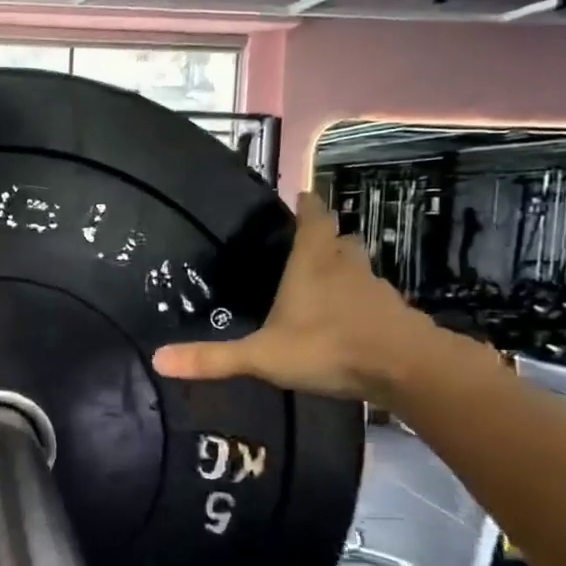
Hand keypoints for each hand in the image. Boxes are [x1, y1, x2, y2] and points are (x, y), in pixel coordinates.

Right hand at [153, 192, 462, 403]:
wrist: (407, 369)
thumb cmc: (329, 348)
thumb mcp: (262, 357)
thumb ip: (213, 358)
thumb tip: (158, 360)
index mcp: (312, 263)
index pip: (313, 219)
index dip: (307, 206)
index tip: (301, 196)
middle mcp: (345, 268)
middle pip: (340, 240)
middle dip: (326, 236)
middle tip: (307, 243)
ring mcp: (374, 290)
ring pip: (359, 268)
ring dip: (344, 268)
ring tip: (326, 280)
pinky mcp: (394, 314)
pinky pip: (373, 298)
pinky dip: (361, 300)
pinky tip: (349, 319)